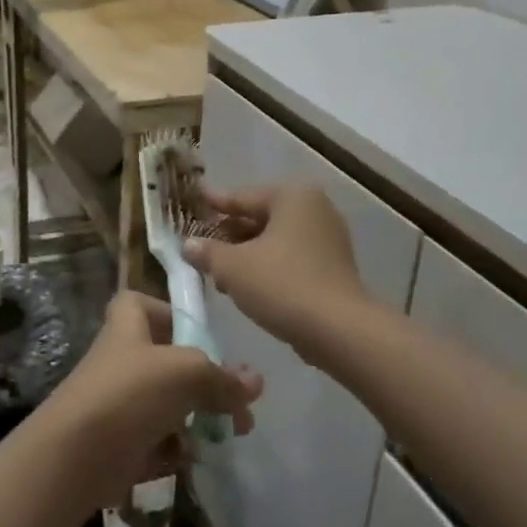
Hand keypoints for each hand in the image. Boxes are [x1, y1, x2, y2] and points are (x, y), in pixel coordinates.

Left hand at [37, 292, 260, 506]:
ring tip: (233, 434)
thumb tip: (255, 382)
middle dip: (205, 381)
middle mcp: (121, 362)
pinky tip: (197, 457)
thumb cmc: (130, 393)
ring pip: (167, 405)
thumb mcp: (186, 373)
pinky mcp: (119, 445)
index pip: (139, 304)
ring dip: (199, 419)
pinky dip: (177, 450)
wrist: (74, 457)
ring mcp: (118, 405)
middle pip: (166, 361)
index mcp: (127, 328)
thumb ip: (223, 377)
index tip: (197, 332)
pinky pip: (156, 442)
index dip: (167, 311)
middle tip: (238, 403)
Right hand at [184, 185, 371, 358]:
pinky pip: (291, 258)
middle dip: (229, 235)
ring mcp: (328, 238)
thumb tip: (188, 245)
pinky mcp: (333, 266)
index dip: (214, 204)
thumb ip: (207, 252)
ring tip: (219, 275)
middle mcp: (315, 208)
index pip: (242, 197)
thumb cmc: (282, 285)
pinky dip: (268, 267)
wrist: (338, 330)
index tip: (194, 202)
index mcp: (292, 197)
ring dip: (247, 255)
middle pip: (260, 217)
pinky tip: (247, 288)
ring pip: (275, 240)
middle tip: (201, 247)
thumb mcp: (232, 267)